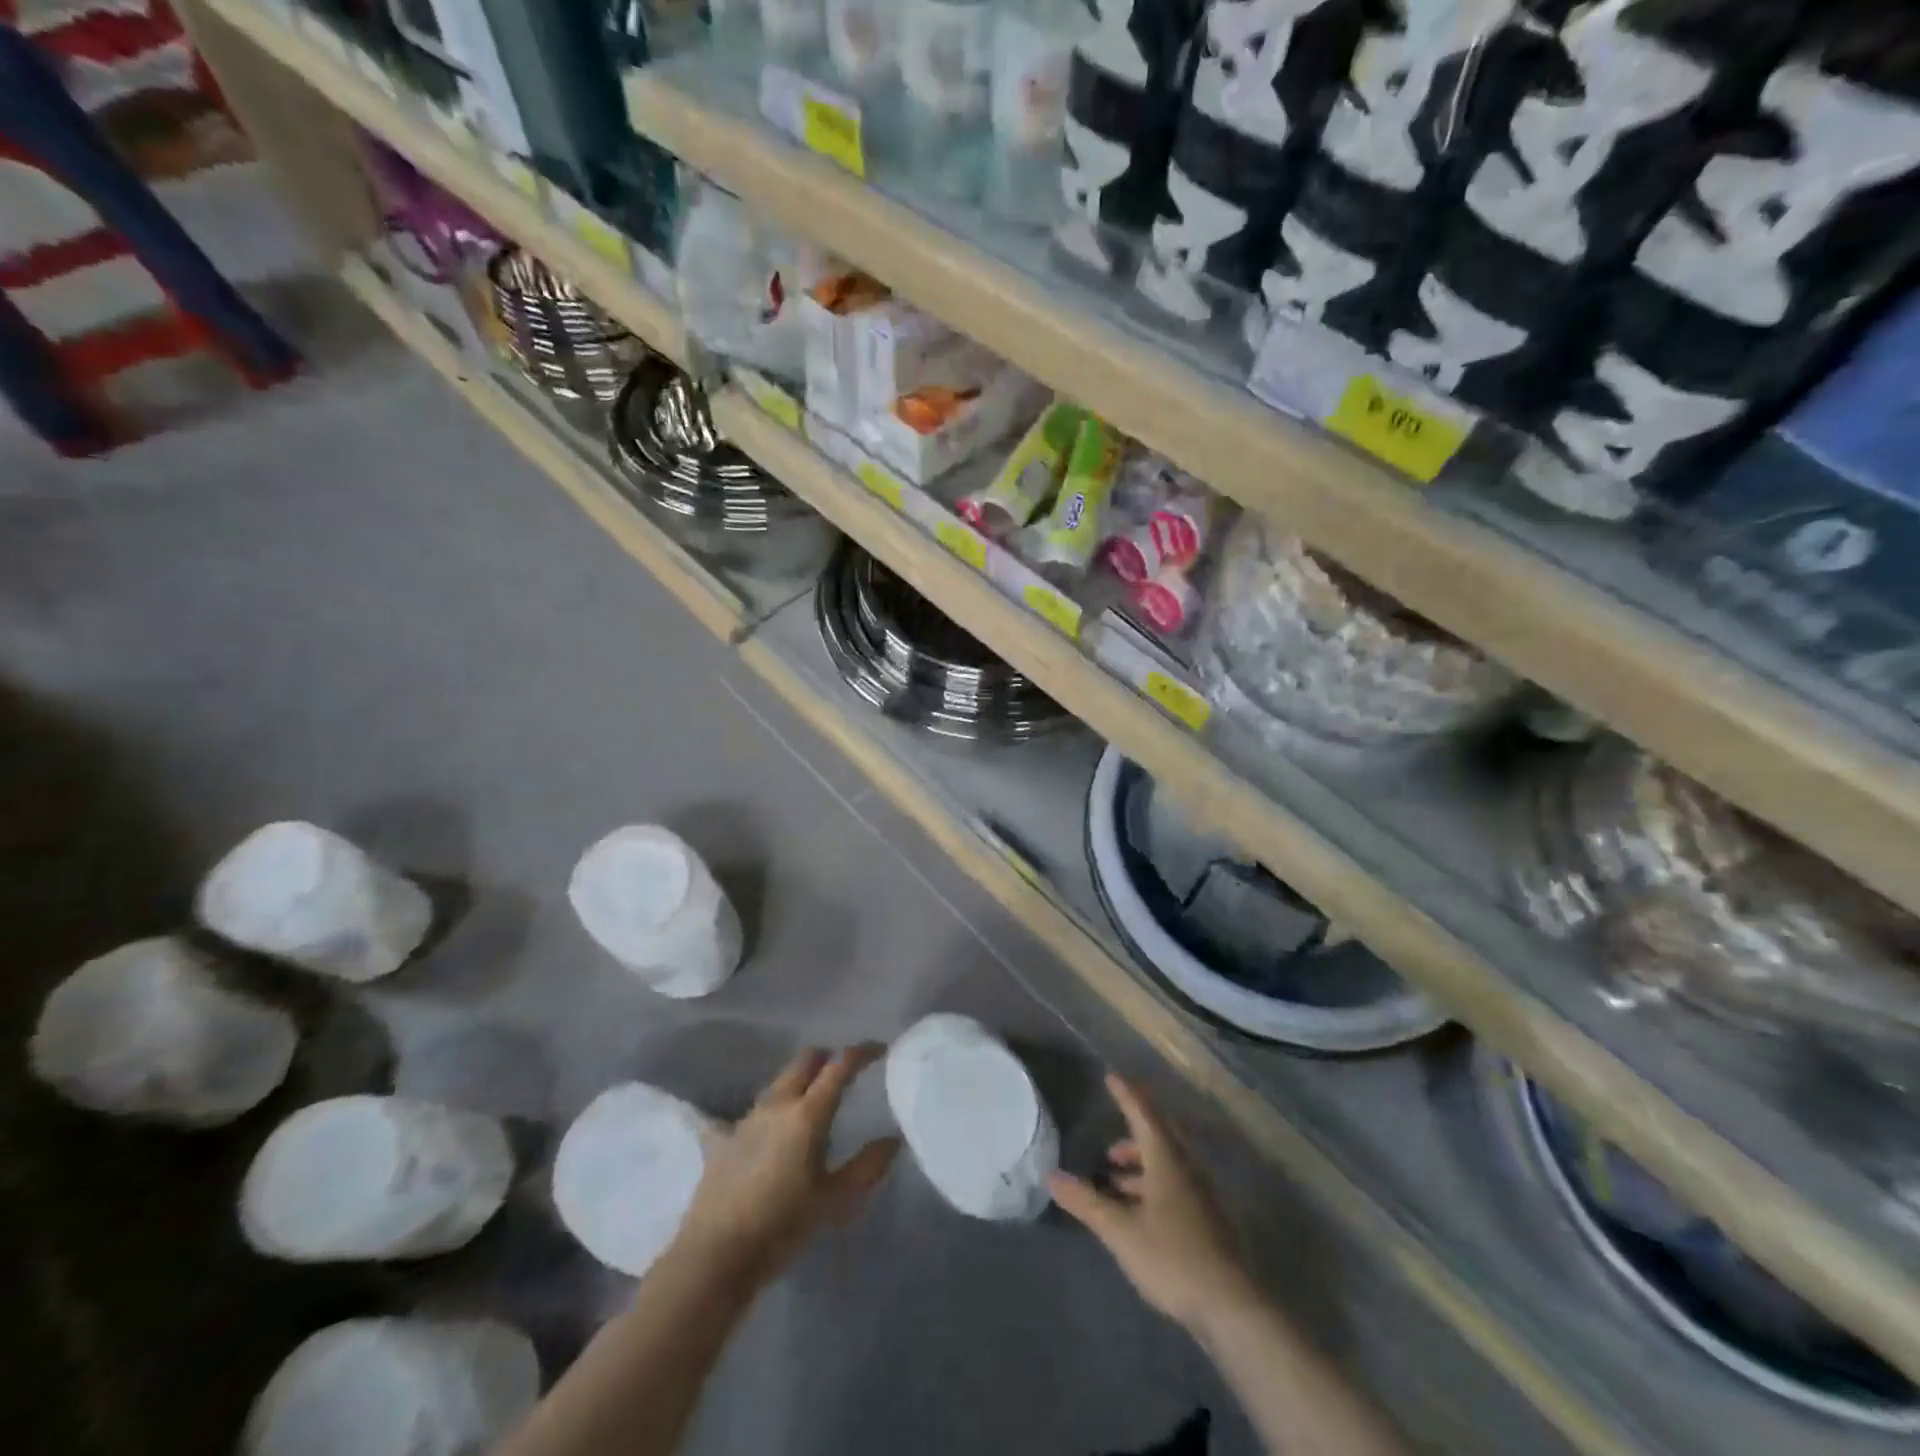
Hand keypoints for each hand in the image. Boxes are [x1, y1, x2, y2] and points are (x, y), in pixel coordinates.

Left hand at [676, 1045, 900, 1285]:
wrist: (715, 1254)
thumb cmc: (782, 1226)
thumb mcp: (835, 1201)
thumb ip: (867, 1167)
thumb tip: (892, 1140)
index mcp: (808, 1114)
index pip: (840, 1066)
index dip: (861, 1053)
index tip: (878, 1049)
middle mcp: (778, 1104)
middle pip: (805, 1061)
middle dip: (827, 1059)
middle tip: (844, 1072)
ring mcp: (748, 1117)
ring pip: (779, 1081)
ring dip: (800, 1080)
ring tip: (812, 1099)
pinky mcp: (725, 1137)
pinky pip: (753, 1110)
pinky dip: (770, 1110)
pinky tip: (770, 1128)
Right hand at [1050, 1074, 1252, 1334]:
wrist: (1232, 1308)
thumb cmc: (1173, 1257)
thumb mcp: (1121, 1230)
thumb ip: (1087, 1202)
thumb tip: (1052, 1176)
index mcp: (1167, 1160)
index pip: (1144, 1115)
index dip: (1127, 1096)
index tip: (1112, 1077)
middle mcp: (1187, 1169)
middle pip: (1160, 1139)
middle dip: (1133, 1136)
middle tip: (1109, 1147)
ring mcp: (1201, 1197)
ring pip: (1168, 1167)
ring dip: (1141, 1167)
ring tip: (1115, 1183)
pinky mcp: (1207, 1223)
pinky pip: (1175, 1188)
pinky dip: (1153, 1188)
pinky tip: (1139, 1214)